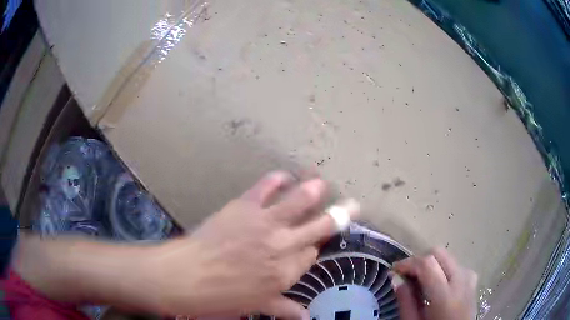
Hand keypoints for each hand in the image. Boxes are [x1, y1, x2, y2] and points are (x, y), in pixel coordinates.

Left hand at [150, 172, 358, 318]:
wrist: (187, 277)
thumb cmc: (220, 298)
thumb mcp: (255, 307)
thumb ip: (284, 308)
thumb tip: (307, 317)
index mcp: (286, 274)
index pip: (310, 257)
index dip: (313, 250)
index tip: (311, 247)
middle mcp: (283, 247)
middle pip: (318, 228)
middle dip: (339, 217)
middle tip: (353, 206)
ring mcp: (265, 225)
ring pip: (298, 204)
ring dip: (313, 193)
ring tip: (322, 183)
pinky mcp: (245, 207)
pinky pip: (265, 189)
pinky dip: (275, 180)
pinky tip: (282, 176)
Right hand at [393, 248, 477, 319]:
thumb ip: (406, 300)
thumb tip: (395, 277)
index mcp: (446, 295)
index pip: (427, 264)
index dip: (408, 262)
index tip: (394, 270)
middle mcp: (462, 279)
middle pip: (439, 253)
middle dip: (419, 260)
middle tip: (406, 274)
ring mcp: (469, 277)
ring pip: (447, 257)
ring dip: (431, 264)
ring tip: (419, 281)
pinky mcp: (472, 278)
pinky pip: (455, 265)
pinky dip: (442, 269)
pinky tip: (435, 285)